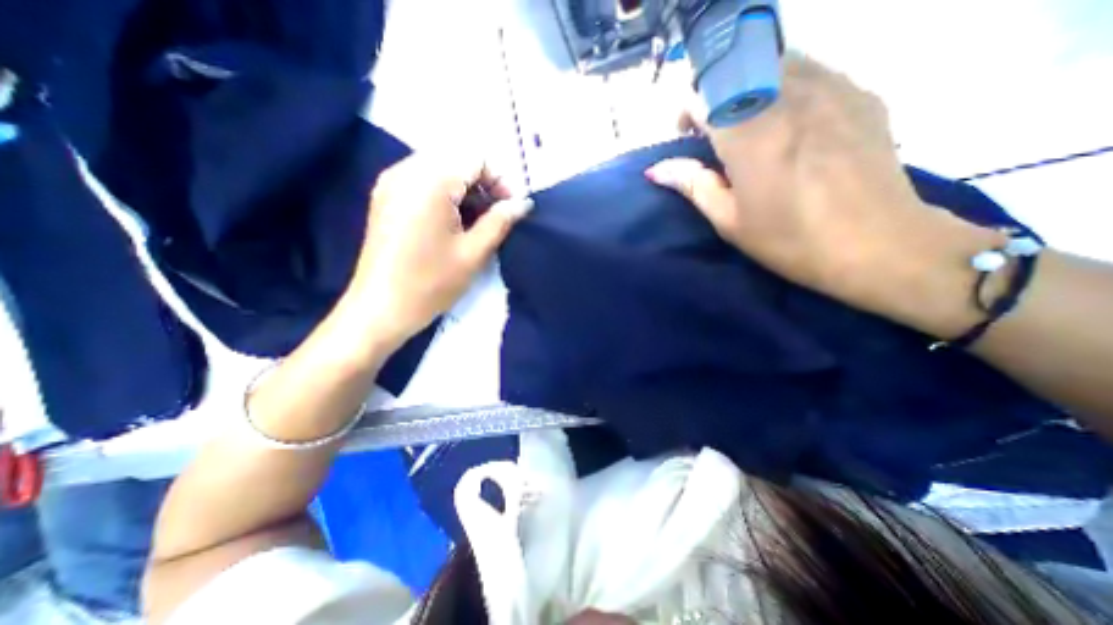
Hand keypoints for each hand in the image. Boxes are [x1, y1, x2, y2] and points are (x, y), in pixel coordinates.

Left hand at [347, 155, 532, 349]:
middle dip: (483, 183)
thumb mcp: (473, 253)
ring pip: (439, 169)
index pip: (475, 158)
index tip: (511, 208)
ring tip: (477, 221)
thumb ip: (500, 221)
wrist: (380, 309)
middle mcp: (406, 171)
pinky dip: (445, 194)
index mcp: (429, 182)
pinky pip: (422, 181)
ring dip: (465, 189)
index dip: (500, 180)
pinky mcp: (385, 198)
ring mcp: (391, 183)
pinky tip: (453, 221)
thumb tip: (524, 203)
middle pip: (456, 160)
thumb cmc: (431, 283)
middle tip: (496, 215)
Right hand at [645, 53, 999, 336]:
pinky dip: (788, 86)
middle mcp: (787, 99)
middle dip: (717, 92)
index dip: (688, 109)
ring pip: (775, 61)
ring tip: (753, 123)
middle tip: (717, 128)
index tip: (688, 134)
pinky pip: (813, 70)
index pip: (705, 93)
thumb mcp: (730, 221)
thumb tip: (656, 169)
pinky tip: (792, 122)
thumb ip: (694, 185)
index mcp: (749, 136)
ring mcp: (831, 89)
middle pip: (738, 67)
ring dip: (751, 86)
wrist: (878, 245)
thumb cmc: (789, 240)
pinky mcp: (860, 93)